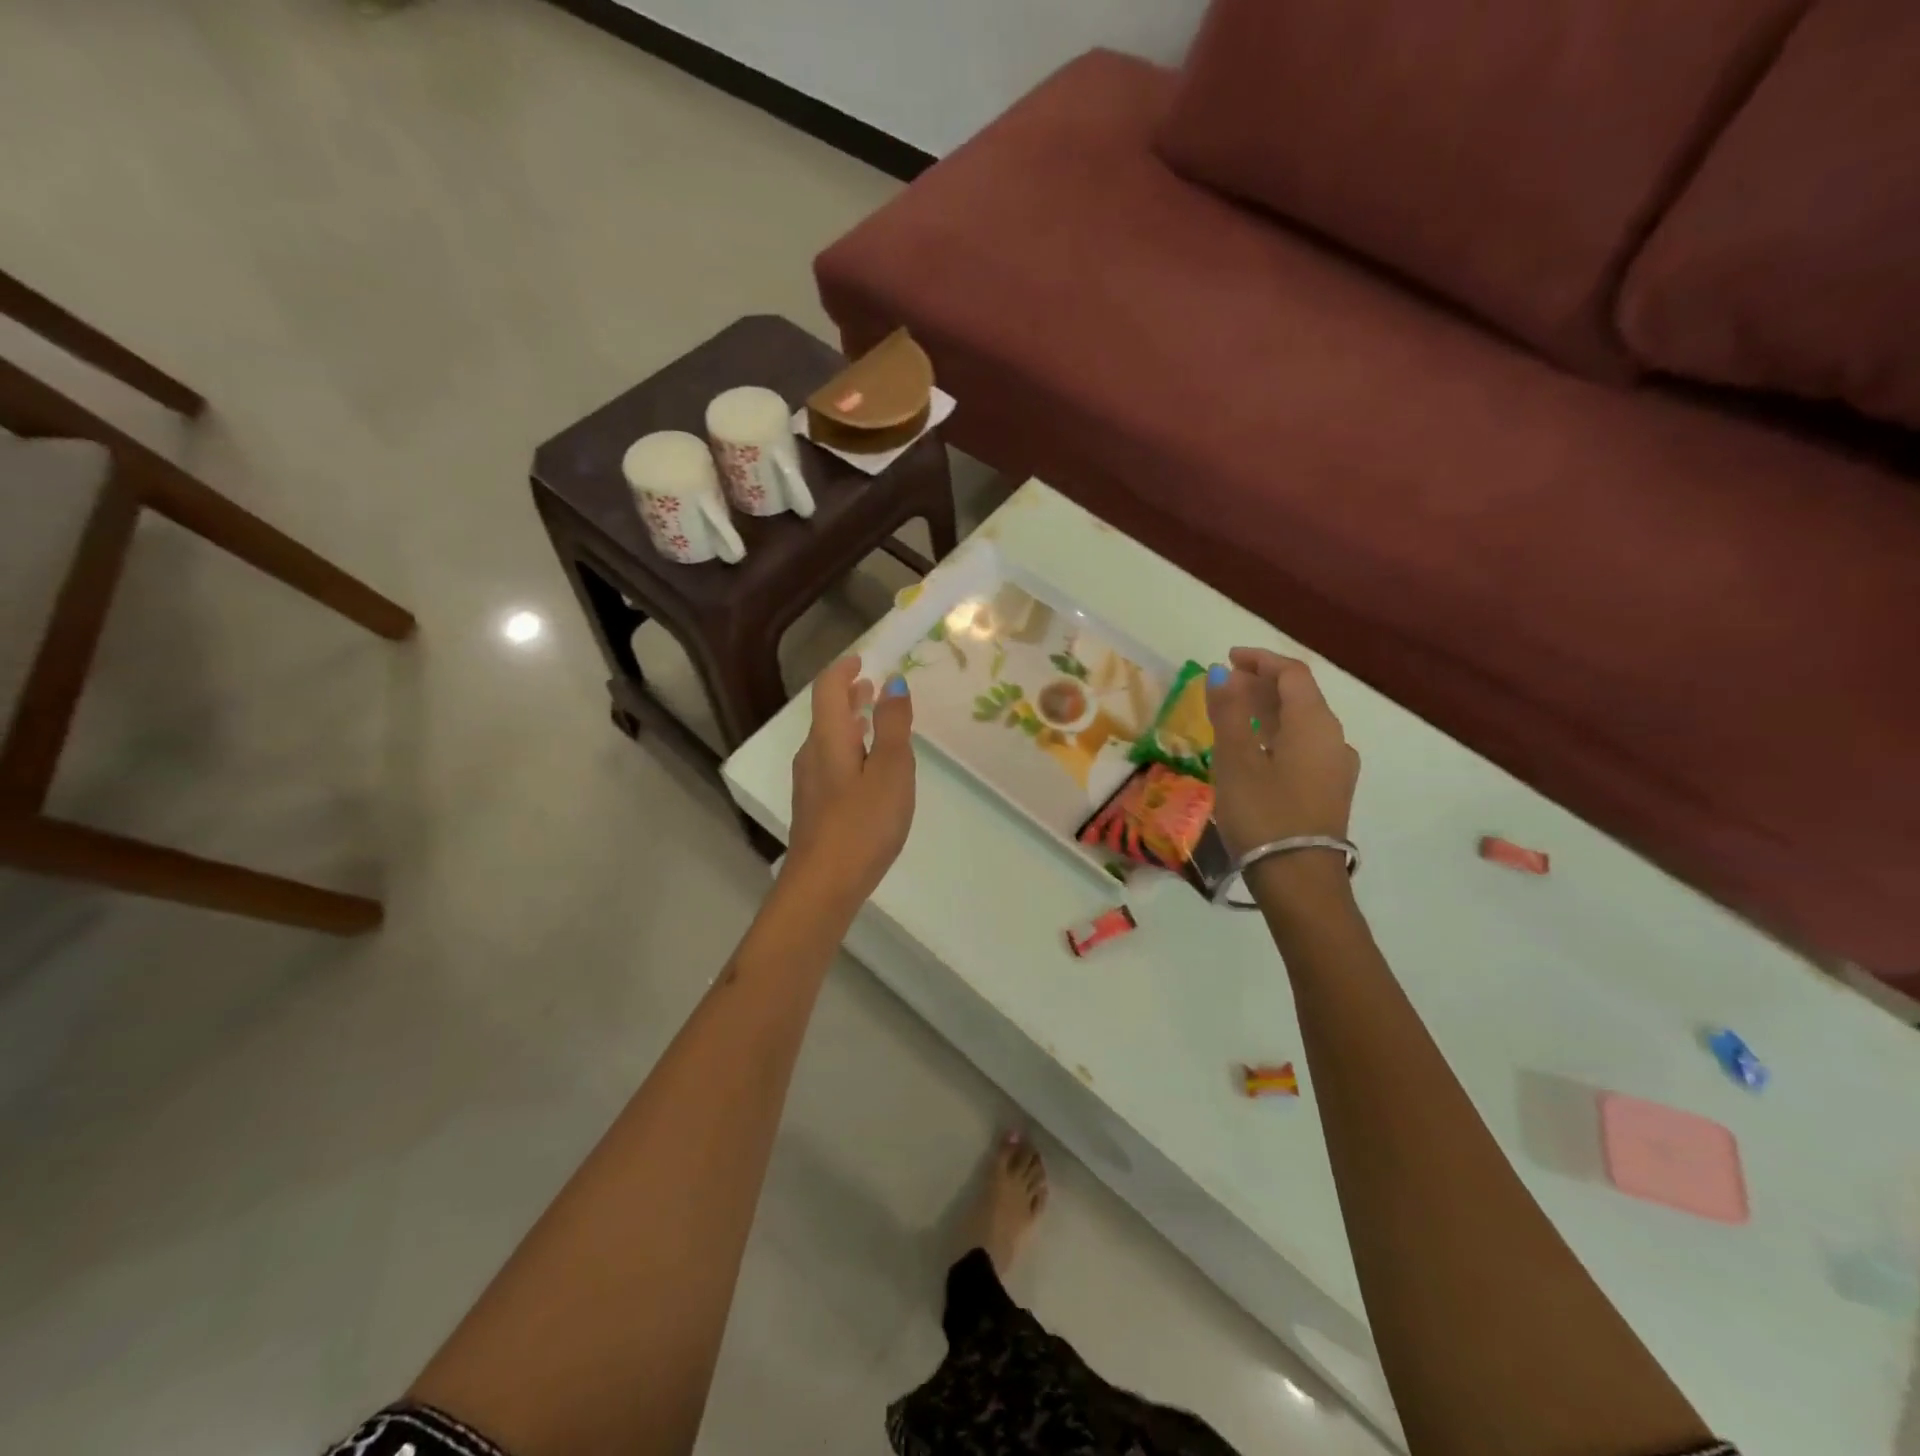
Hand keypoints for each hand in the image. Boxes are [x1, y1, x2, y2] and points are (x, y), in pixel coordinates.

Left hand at [786, 656, 916, 908]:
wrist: (824, 884)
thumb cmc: (863, 823)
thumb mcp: (891, 770)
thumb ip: (894, 726)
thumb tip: (893, 683)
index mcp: (828, 739)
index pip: (828, 689)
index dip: (844, 670)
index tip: (862, 660)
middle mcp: (811, 755)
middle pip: (825, 714)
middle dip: (847, 695)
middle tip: (870, 686)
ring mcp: (809, 784)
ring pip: (827, 740)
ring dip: (848, 723)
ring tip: (872, 721)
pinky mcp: (814, 808)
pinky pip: (830, 762)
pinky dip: (848, 748)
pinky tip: (865, 767)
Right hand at [1205, 648, 1359, 857]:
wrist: (1299, 880)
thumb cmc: (1263, 813)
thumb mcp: (1236, 759)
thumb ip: (1229, 712)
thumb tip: (1221, 673)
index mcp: (1315, 724)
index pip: (1292, 673)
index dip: (1260, 660)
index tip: (1227, 659)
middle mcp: (1334, 738)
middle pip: (1300, 696)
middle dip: (1261, 685)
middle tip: (1224, 688)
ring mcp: (1337, 767)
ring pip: (1302, 723)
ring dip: (1268, 711)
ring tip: (1232, 716)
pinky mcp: (1330, 790)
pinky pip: (1304, 747)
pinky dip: (1278, 735)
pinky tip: (1254, 751)